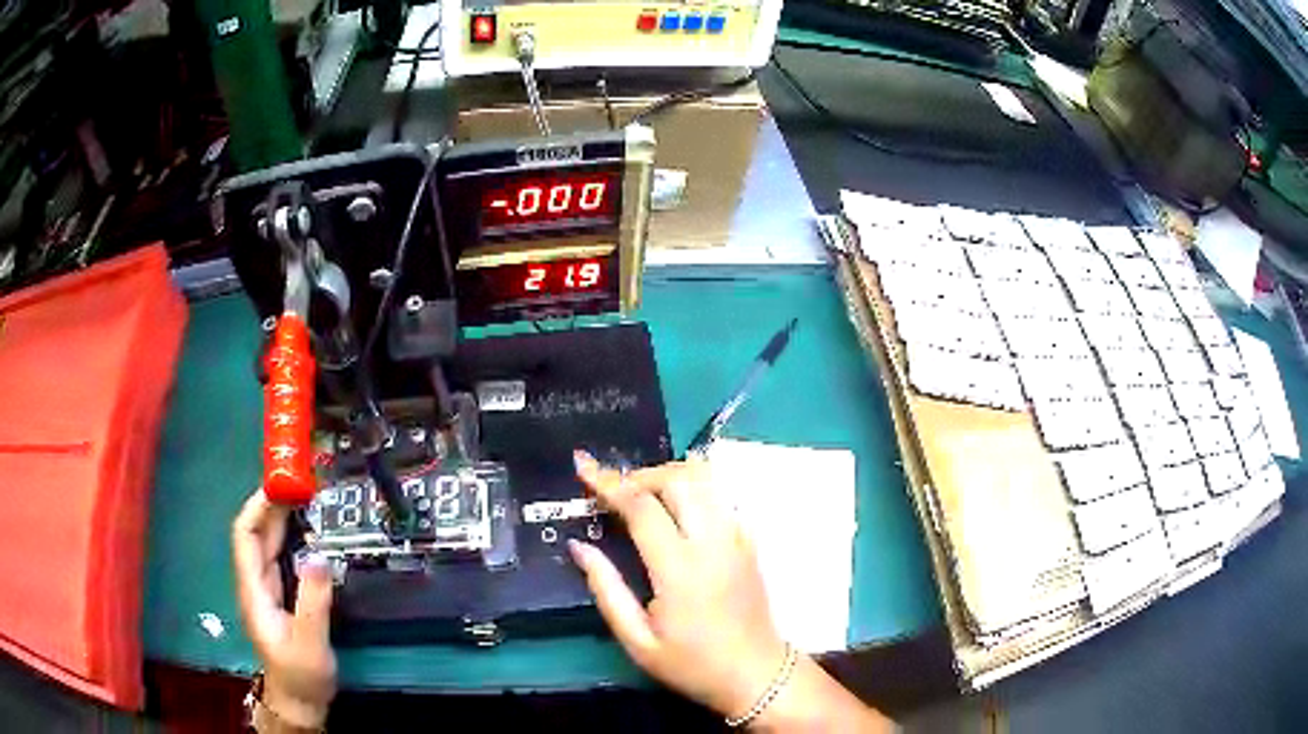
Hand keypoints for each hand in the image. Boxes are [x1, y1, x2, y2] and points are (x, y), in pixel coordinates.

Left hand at [232, 490, 336, 728]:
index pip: (245, 536)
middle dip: (271, 504)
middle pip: (254, 533)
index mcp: (254, 591)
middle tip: (300, 483)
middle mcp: (255, 583)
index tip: (280, 487)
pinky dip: (291, 536)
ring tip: (305, 498)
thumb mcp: (310, 644)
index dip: (257, 507)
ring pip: (267, 543)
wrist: (300, 701)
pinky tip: (308, 531)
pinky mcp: (280, 595)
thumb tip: (319, 556)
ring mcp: (267, 589)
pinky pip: (280, 556)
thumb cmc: (301, 675)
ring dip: (281, 517)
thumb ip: (313, 602)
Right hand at [570, 453, 787, 718]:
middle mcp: (713, 544)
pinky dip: (695, 488)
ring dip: (669, 474)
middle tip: (615, 491)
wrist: (756, 674)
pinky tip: (677, 509)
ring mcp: (737, 539)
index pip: (642, 507)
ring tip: (643, 493)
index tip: (582, 465)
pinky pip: (722, 497)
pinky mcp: (750, 542)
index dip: (608, 481)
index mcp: (680, 570)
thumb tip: (579, 547)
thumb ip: (606, 590)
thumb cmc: (692, 665)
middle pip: (679, 479)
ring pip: (706, 480)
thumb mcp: (637, 641)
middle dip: (640, 473)